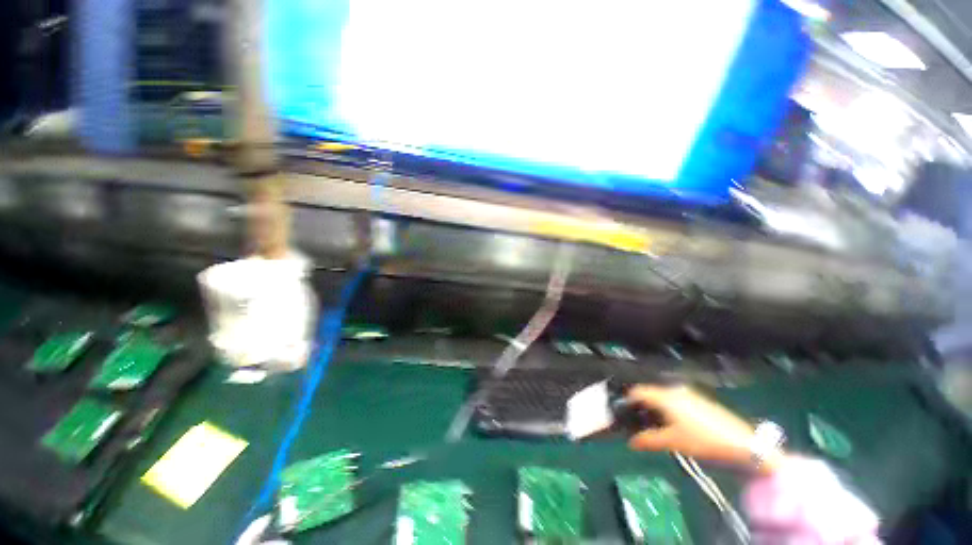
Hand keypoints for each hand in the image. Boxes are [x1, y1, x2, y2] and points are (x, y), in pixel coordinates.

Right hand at [626, 385, 782, 471]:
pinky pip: (673, 400)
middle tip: (636, 422)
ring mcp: (688, 394)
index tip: (621, 413)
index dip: (627, 401)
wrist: (742, 443)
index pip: (638, 392)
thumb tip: (630, 442)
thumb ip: (648, 440)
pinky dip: (666, 409)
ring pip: (662, 397)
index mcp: (665, 396)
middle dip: (640, 407)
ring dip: (653, 409)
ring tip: (652, 426)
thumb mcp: (672, 442)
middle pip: (649, 393)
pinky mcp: (698, 400)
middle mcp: (674, 390)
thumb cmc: (703, 440)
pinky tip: (671, 424)